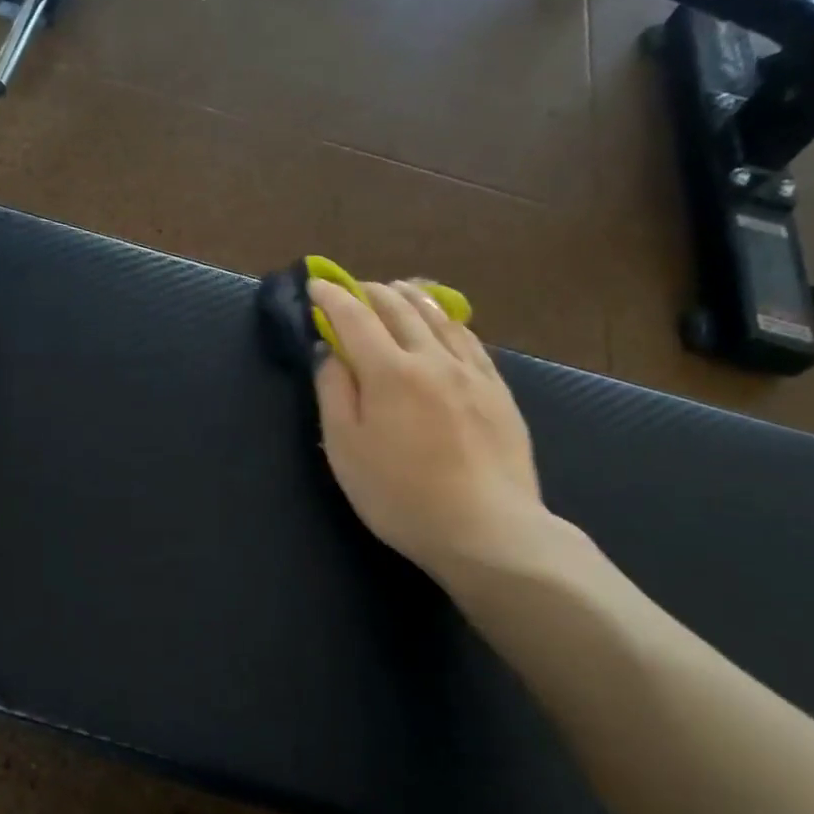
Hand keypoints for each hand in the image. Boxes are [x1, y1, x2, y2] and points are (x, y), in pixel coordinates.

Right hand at [309, 278, 556, 584]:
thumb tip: (329, 351)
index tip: (316, 284)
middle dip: (370, 291)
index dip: (332, 297)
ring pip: (438, 316)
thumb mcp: (345, 449)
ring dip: (410, 297)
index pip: (355, 318)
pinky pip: (469, 339)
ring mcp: (472, 372)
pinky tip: (443, 323)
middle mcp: (432, 358)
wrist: (487, 529)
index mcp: (389, 372)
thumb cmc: (400, 495)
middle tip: (351, 289)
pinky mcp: (498, 389)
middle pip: (399, 308)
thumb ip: (334, 392)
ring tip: (395, 290)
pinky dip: (446, 319)